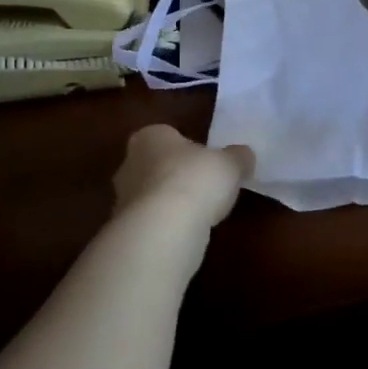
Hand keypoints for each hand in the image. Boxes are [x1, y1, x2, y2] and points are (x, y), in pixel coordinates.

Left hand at [112, 125, 254, 228]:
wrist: (164, 228)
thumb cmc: (196, 180)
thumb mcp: (231, 164)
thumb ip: (238, 157)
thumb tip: (244, 155)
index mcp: (150, 137)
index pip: (167, 136)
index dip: (187, 148)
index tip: (206, 160)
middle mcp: (129, 163)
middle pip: (156, 165)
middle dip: (176, 174)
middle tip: (204, 186)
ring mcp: (122, 199)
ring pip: (152, 196)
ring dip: (171, 203)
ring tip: (200, 213)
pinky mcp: (127, 229)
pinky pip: (152, 222)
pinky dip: (167, 226)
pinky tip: (187, 232)